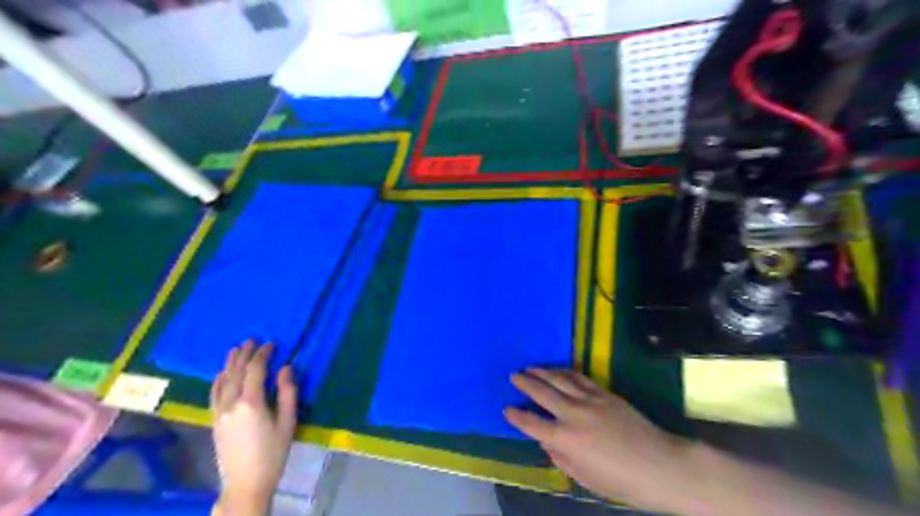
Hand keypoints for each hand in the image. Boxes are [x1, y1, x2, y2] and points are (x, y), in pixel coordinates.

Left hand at [209, 340, 296, 514]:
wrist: (246, 483)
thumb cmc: (273, 453)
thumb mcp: (288, 422)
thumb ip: (288, 393)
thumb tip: (286, 368)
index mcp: (252, 402)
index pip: (256, 370)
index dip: (263, 354)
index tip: (271, 343)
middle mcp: (232, 403)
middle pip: (237, 372)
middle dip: (245, 354)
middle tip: (252, 340)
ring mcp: (220, 412)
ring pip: (223, 381)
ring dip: (230, 363)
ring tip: (235, 349)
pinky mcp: (214, 421)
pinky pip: (214, 394)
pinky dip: (217, 380)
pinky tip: (220, 374)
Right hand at [506, 371, 693, 510]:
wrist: (660, 465)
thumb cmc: (621, 481)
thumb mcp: (584, 477)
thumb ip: (559, 456)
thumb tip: (544, 439)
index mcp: (565, 439)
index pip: (532, 423)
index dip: (516, 416)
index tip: (506, 408)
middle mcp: (573, 414)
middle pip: (542, 393)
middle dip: (524, 383)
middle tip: (513, 376)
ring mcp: (589, 399)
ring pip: (559, 378)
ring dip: (542, 372)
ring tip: (530, 367)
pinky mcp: (604, 392)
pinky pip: (579, 377)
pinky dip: (564, 371)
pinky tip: (557, 370)